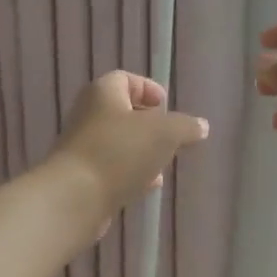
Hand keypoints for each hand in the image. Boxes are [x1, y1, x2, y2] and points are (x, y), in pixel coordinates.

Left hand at [47, 72, 207, 230]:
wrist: (75, 197)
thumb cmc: (120, 152)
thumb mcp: (165, 133)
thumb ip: (185, 127)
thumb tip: (201, 126)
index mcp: (103, 93)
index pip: (125, 79)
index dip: (148, 89)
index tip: (165, 106)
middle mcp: (88, 115)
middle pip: (123, 113)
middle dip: (149, 126)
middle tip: (169, 138)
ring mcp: (82, 147)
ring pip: (119, 143)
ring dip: (142, 153)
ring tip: (162, 166)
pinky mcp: (81, 176)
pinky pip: (111, 168)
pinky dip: (130, 173)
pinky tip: (146, 187)